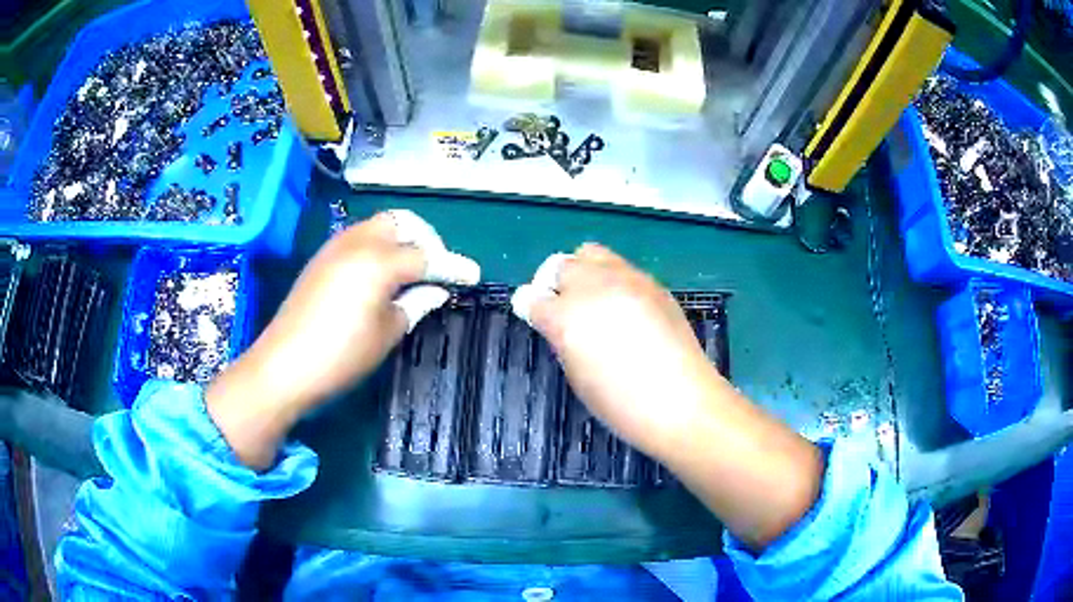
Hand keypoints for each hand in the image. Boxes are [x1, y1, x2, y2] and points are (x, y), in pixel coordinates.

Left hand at [207, 211, 478, 468]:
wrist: (284, 365)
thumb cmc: (340, 356)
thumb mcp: (386, 333)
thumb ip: (415, 303)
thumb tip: (436, 289)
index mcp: (378, 262)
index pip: (426, 257)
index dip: (453, 266)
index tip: (473, 275)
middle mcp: (358, 242)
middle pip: (402, 223)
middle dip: (426, 239)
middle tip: (436, 268)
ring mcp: (336, 246)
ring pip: (379, 225)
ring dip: (402, 239)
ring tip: (411, 270)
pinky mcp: (322, 257)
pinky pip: (360, 237)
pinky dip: (379, 246)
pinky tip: (381, 274)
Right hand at [511, 244, 723, 458]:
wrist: (680, 401)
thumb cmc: (621, 402)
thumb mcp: (577, 375)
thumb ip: (562, 339)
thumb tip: (556, 323)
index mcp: (566, 316)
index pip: (532, 297)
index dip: (529, 306)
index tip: (534, 316)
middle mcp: (594, 287)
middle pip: (560, 265)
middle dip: (553, 283)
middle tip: (563, 307)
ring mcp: (627, 279)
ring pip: (591, 253)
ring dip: (583, 272)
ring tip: (593, 299)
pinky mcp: (653, 283)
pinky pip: (622, 267)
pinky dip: (613, 279)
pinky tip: (624, 307)